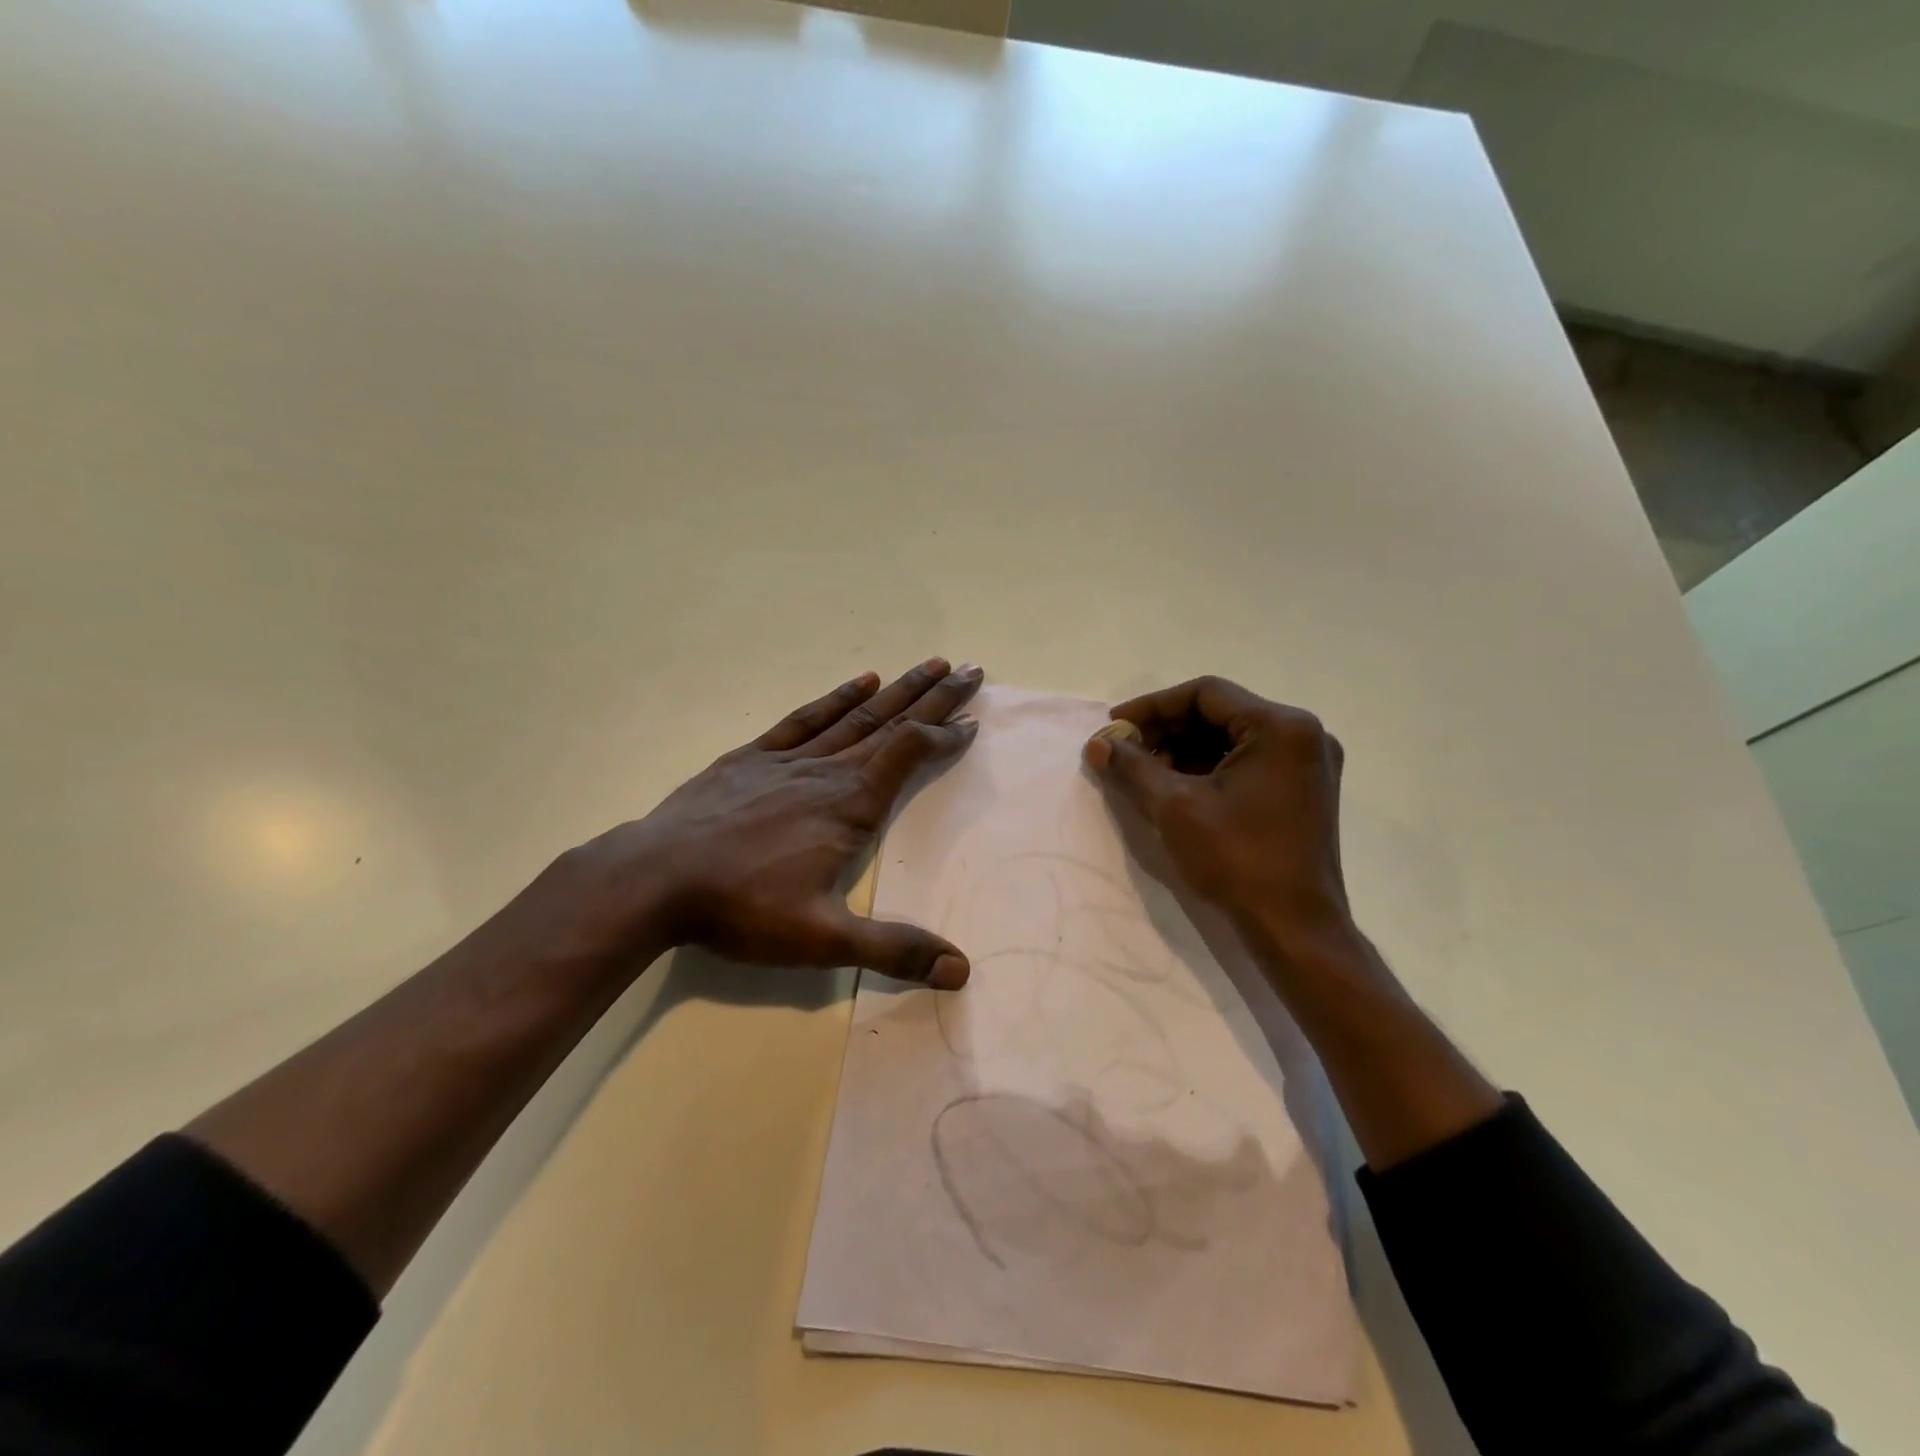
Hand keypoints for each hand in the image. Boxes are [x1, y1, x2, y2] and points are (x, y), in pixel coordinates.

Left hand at [547, 658, 982, 987]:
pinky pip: (804, 719)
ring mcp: (788, 759)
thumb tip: (961, 970)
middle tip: (971, 669)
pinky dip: (836, 698)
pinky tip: (858, 681)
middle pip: (892, 722)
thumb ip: (893, 950)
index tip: (974, 722)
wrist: (654, 879)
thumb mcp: (822, 939)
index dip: (946, 735)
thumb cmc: (742, 908)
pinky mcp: (752, 757)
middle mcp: (827, 771)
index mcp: (850, 805)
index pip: (910, 754)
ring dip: (896, 690)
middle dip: (935, 696)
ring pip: (855, 715)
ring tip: (929, 664)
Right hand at [1082, 676, 1349, 942]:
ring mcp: (1308, 763)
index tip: (1115, 727)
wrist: (1295, 928)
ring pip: (1231, 738)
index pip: (1205, 694)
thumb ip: (1132, 767)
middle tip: (1126, 752)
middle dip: (1166, 731)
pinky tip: (1176, 788)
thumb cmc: (1238, 860)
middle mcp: (1303, 734)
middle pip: (1220, 713)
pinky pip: (1247, 761)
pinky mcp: (1303, 790)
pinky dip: (1208, 768)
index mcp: (1281, 727)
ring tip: (1144, 773)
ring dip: (1184, 750)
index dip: (1152, 707)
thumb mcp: (1175, 808)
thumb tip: (1097, 745)